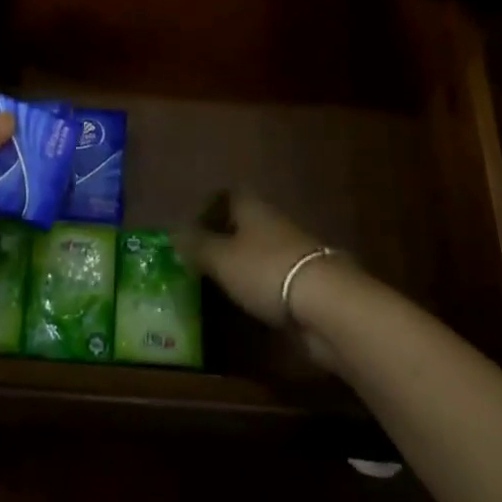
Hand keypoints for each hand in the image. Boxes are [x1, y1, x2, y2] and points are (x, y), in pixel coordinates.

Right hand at [177, 189, 348, 365]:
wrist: (327, 304)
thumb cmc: (266, 270)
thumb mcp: (221, 258)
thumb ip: (197, 246)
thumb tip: (174, 232)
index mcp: (252, 208)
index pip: (228, 196)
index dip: (209, 209)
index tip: (191, 230)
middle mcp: (273, 223)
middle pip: (245, 224)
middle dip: (225, 239)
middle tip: (201, 261)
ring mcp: (293, 252)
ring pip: (260, 251)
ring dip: (243, 265)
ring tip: (220, 286)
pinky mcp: (307, 283)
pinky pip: (275, 278)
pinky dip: (261, 287)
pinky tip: (249, 305)